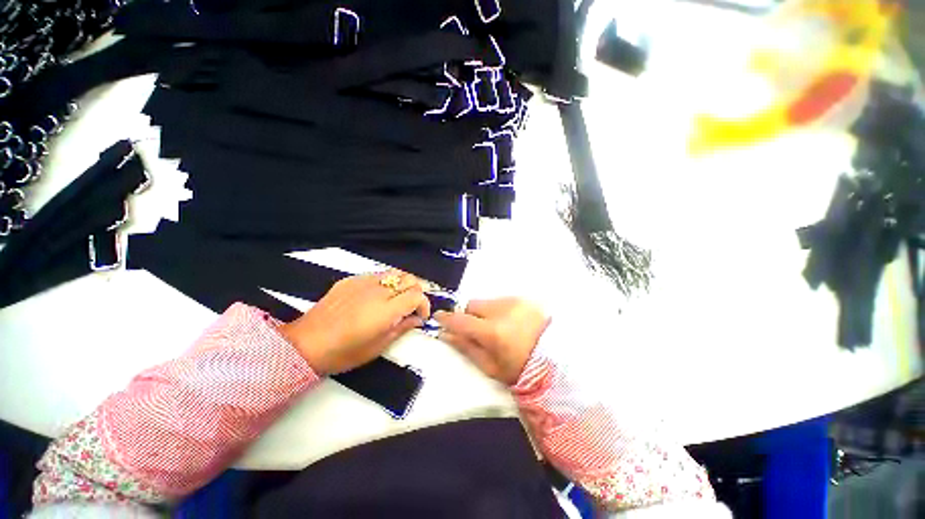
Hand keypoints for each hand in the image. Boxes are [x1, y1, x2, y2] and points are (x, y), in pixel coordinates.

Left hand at [279, 270, 430, 374]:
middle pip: (410, 279)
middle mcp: (378, 290)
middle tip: (412, 306)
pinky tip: (378, 296)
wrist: (306, 344)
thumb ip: (402, 328)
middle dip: (417, 291)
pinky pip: (377, 275)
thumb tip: (417, 319)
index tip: (420, 316)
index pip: (417, 295)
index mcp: (386, 309)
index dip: (424, 304)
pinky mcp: (351, 280)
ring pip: (395, 272)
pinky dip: (386, 282)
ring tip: (398, 299)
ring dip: (403, 284)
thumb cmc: (344, 352)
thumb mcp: (378, 346)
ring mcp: (363, 282)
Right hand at [434, 298, 549, 384]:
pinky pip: (502, 300)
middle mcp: (502, 310)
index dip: (446, 319)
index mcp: (493, 332)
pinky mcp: (524, 298)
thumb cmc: (521, 369)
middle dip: (471, 316)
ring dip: (487, 312)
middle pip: (472, 305)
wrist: (557, 359)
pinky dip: (501, 310)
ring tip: (500, 328)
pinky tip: (512, 323)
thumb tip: (445, 334)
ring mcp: (514, 301)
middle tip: (480, 331)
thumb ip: (466, 348)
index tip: (439, 318)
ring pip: (487, 302)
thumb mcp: (491, 366)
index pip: (461, 320)